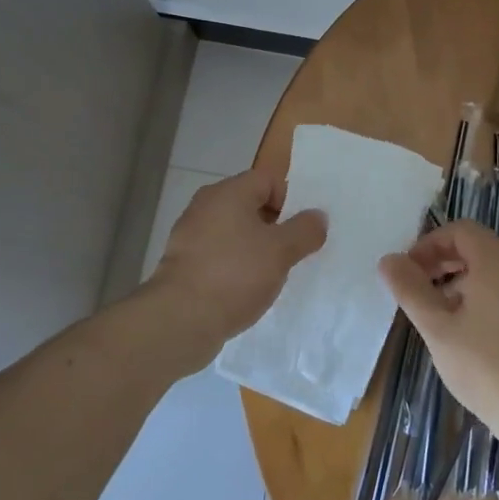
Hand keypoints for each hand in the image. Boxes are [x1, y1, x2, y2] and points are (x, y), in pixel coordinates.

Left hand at [149, 167, 325, 351]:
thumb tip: (318, 216)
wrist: (180, 320)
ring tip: (267, 276)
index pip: (268, 179)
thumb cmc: (235, 275)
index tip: (297, 232)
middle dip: (272, 227)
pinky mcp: (181, 262)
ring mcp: (189, 233)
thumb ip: (305, 230)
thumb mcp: (281, 252)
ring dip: (253, 248)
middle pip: (249, 204)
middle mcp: (205, 205)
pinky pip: (216, 254)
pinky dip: (232, 266)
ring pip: (233, 231)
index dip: (289, 201)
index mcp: (229, 192)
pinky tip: (241, 291)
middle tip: (287, 254)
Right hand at [379, 220, 498, 437]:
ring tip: (441, 315)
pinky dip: (485, 296)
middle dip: (444, 262)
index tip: (410, 272)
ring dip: (462, 281)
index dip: (430, 244)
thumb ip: (411, 290)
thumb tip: (388, 260)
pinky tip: (471, 332)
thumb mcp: (438, 328)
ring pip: (494, 270)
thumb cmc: (485, 368)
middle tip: (419, 292)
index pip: (461, 230)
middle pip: (478, 247)